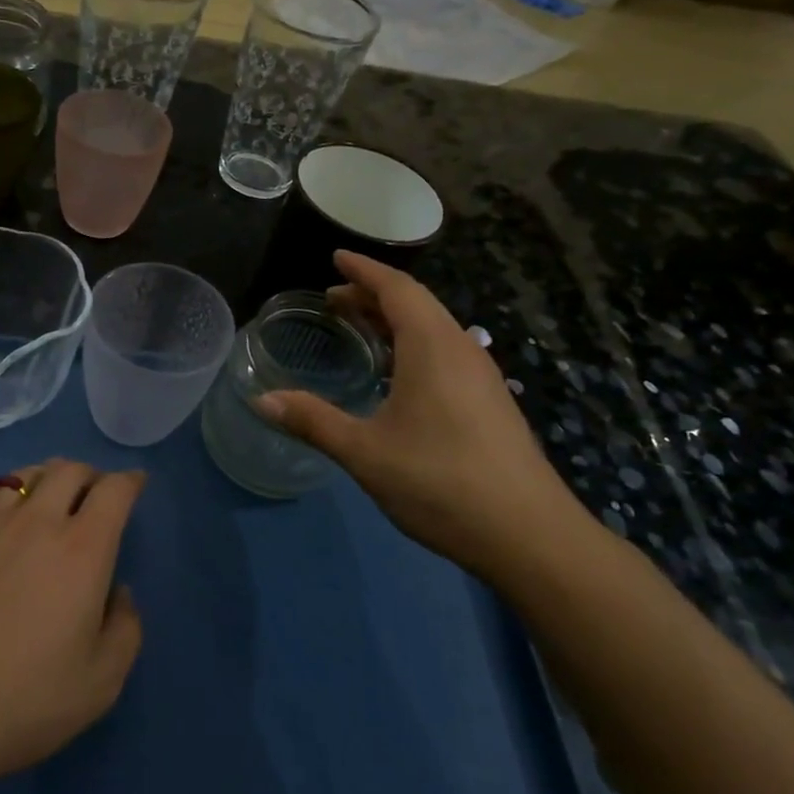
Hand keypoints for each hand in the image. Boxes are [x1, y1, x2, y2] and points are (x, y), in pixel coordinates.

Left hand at [0, 461, 143, 793]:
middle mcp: (35, 521)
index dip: (130, 481)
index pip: (114, 490)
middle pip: (68, 470)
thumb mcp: (98, 685)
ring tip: (44, 498)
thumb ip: (124, 630)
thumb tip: (118, 592)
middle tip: (92, 493)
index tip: (135, 484)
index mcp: (81, 549)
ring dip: (42, 479)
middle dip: (89, 475)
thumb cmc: (18, 702)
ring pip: (20, 475)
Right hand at [256, 252, 575, 572]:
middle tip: (334, 300)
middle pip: (416, 305)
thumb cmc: (441, 483)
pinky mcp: (491, 403)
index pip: (396, 288)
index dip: (364, 270)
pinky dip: (413, 345)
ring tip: (360, 330)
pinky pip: (446, 353)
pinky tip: (397, 375)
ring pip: (434, 330)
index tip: (336, 256)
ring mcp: (482, 377)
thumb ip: (313, 421)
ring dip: (395, 321)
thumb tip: (262, 400)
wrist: (530, 537)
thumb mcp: (365, 452)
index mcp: (433, 347)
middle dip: (373, 295)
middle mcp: (462, 350)